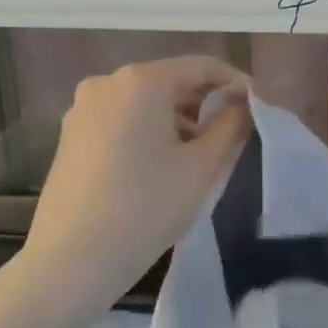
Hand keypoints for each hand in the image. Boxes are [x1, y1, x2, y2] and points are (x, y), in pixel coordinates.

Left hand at [18, 56, 250, 314]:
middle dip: (204, 103)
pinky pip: (120, 121)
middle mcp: (106, 83)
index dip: (234, 83)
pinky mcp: (70, 136)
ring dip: (176, 120)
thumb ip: (230, 126)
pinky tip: (161, 166)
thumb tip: (242, 104)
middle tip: (232, 135)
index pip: (201, 66)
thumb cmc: (146, 208)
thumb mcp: (201, 167)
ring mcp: (82, 109)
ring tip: (199, 155)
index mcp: (141, 81)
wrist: (72, 260)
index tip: (257, 108)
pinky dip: (147, 132)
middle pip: (169, 81)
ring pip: (143, 103)